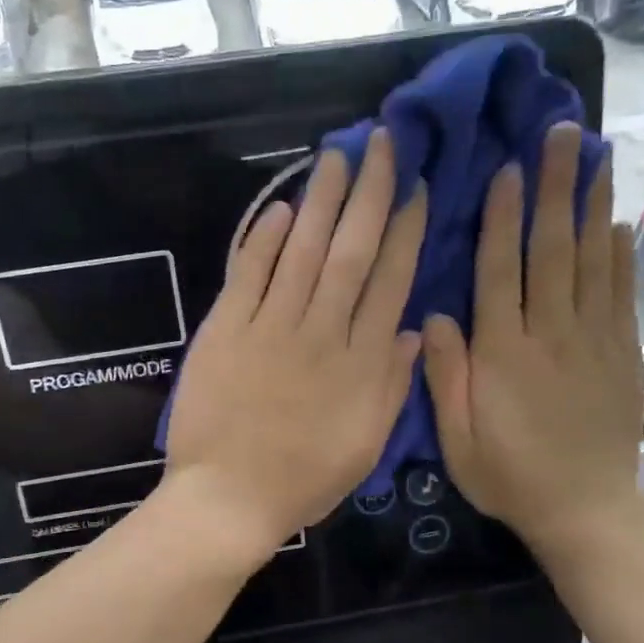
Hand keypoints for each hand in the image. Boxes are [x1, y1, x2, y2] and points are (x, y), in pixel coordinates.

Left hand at [163, 129, 426, 558]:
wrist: (228, 499)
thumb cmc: (303, 481)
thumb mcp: (365, 446)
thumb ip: (392, 386)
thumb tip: (411, 329)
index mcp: (361, 364)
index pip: (390, 283)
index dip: (406, 232)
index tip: (418, 190)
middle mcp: (321, 334)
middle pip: (350, 252)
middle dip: (370, 194)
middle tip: (382, 143)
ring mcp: (270, 328)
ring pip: (301, 251)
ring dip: (320, 201)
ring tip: (336, 157)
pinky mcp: (225, 331)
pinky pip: (247, 275)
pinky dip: (261, 240)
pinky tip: (277, 207)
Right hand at [421, 123, 643, 558]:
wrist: (584, 511)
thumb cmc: (509, 477)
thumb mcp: (458, 439)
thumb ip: (445, 376)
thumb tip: (433, 316)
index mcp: (504, 355)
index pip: (501, 272)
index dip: (504, 218)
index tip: (509, 168)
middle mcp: (552, 335)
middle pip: (553, 250)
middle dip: (556, 188)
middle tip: (564, 132)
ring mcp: (595, 342)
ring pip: (593, 261)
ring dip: (593, 205)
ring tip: (598, 154)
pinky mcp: (624, 354)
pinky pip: (622, 294)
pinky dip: (621, 254)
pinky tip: (619, 221)